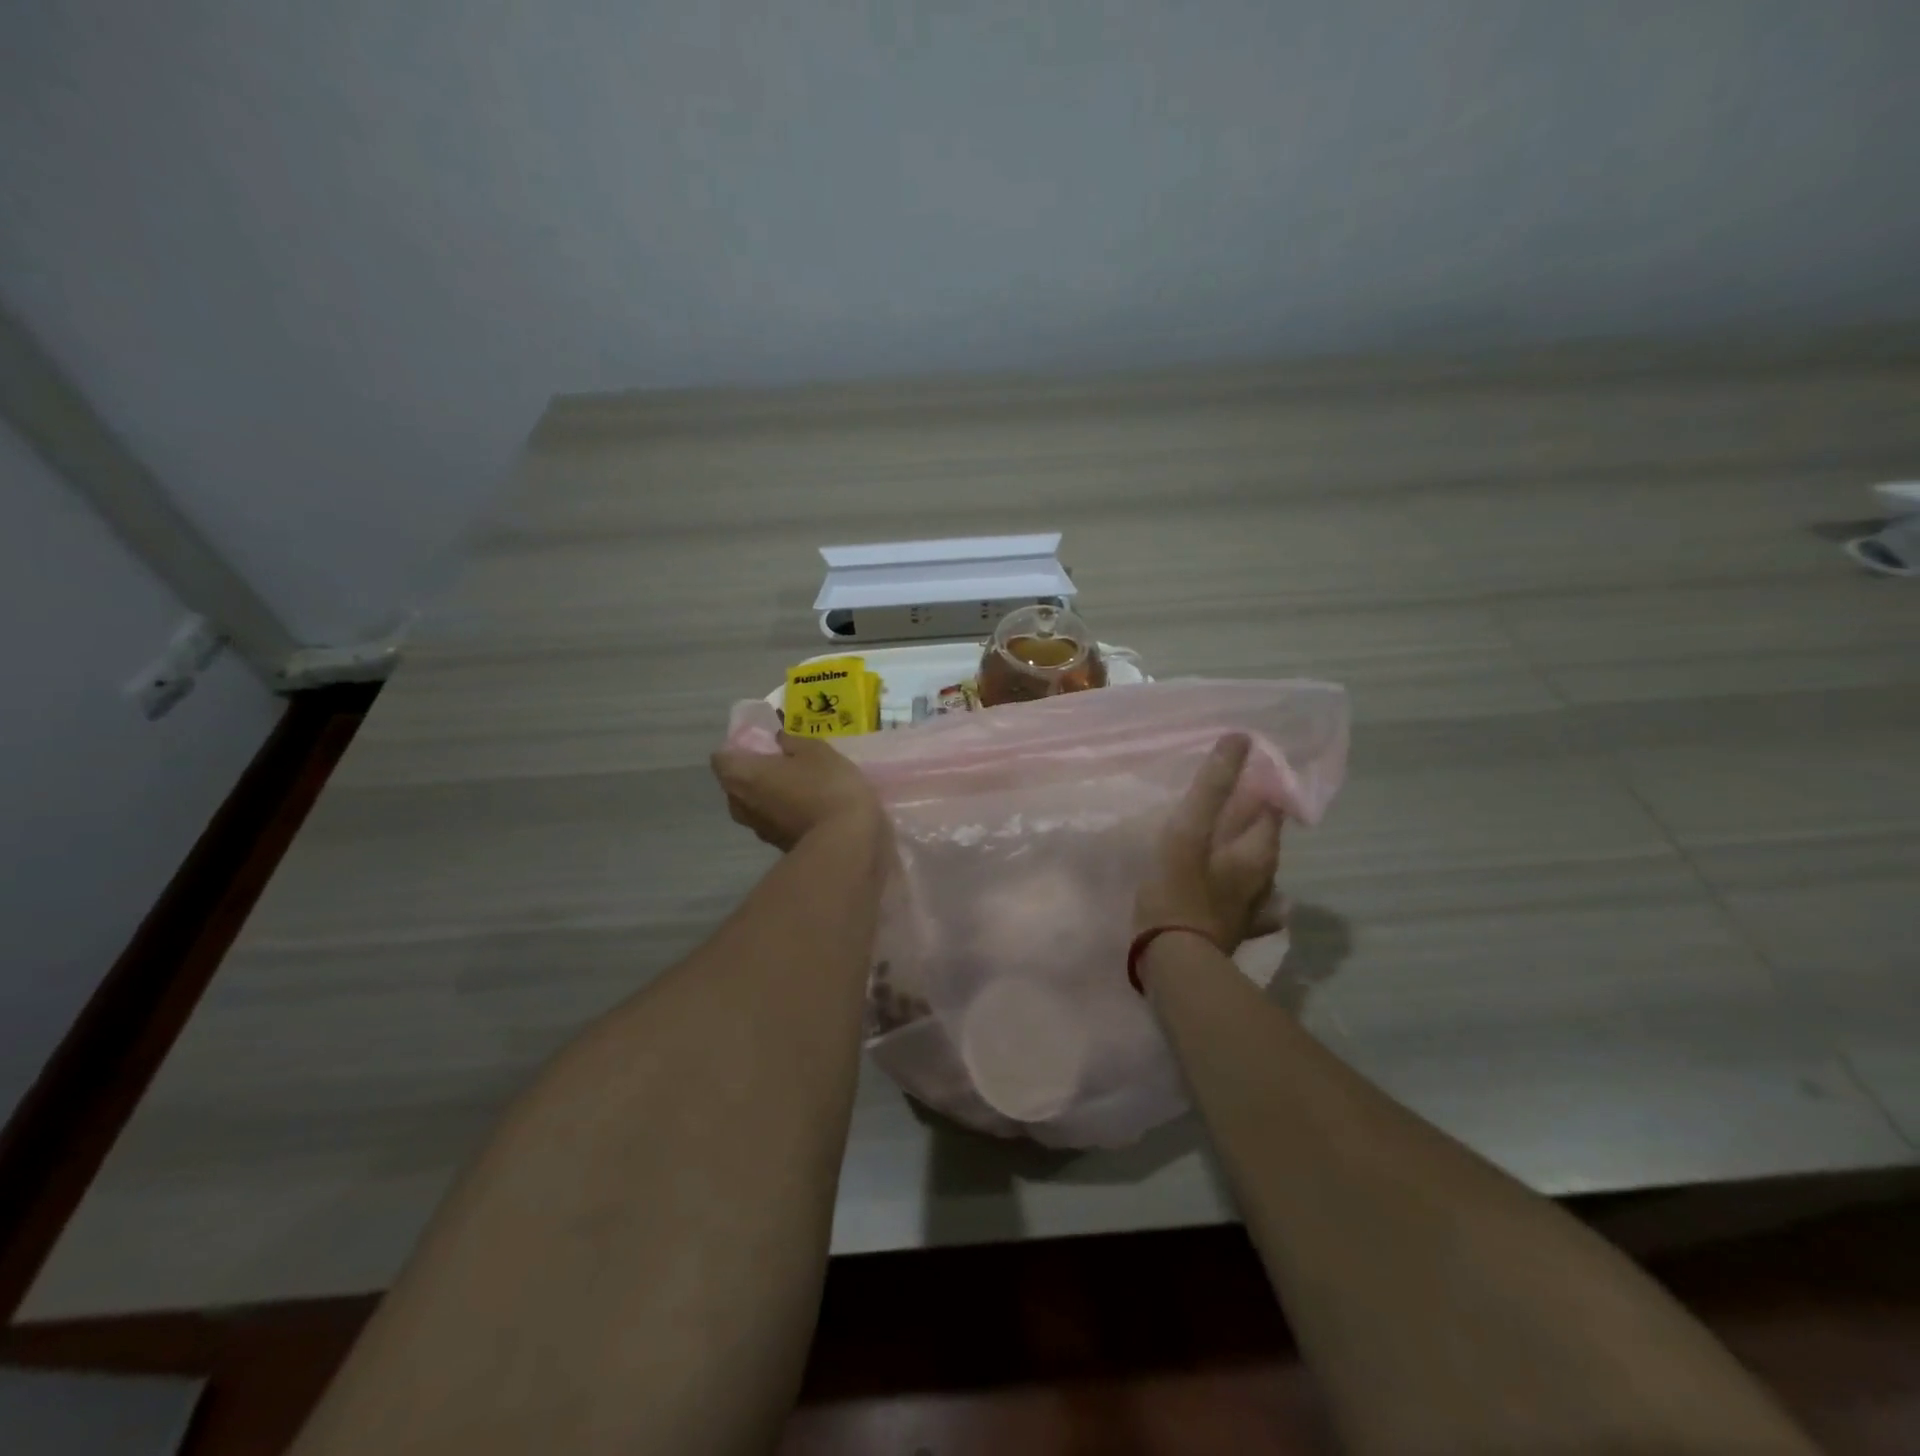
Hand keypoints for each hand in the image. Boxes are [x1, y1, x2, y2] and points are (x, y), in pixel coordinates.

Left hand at [711, 733, 883, 851]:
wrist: (845, 841)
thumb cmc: (825, 785)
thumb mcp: (816, 750)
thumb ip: (792, 741)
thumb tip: (779, 739)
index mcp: (741, 775)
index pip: (721, 758)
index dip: (738, 748)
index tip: (761, 745)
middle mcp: (740, 804)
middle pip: (735, 782)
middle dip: (753, 772)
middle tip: (781, 762)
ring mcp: (757, 829)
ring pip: (753, 804)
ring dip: (768, 794)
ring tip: (797, 785)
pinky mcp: (776, 845)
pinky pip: (772, 820)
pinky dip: (782, 812)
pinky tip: (808, 806)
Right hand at [1135, 734, 1283, 951]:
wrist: (1174, 962)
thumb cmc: (1178, 891)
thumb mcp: (1189, 831)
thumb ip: (1212, 788)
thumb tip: (1240, 738)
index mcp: (1257, 852)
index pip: (1271, 808)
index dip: (1259, 788)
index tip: (1238, 774)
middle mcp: (1264, 880)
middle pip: (1263, 841)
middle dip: (1249, 821)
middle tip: (1224, 805)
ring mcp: (1252, 910)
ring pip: (1258, 874)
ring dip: (1245, 856)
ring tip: (1223, 844)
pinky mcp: (1233, 932)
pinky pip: (1247, 908)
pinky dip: (1244, 896)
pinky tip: (1237, 898)